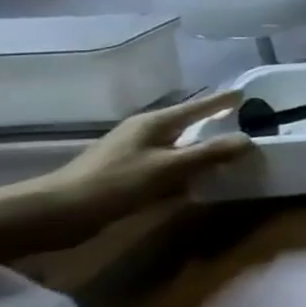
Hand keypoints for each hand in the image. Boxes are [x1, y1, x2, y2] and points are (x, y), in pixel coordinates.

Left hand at [46, 91, 255, 224]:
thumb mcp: (169, 167)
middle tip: (245, 122)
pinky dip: (188, 167)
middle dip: (215, 122)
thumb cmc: (116, 182)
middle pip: (189, 124)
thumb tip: (248, 139)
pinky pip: (170, 164)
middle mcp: (146, 132)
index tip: (246, 93)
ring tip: (231, 151)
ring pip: (180, 145)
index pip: (198, 106)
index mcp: (155, 123)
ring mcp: (136, 153)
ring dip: (203, 148)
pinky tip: (202, 177)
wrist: (57, 213)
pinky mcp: (130, 173)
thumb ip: (211, 152)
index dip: (222, 101)